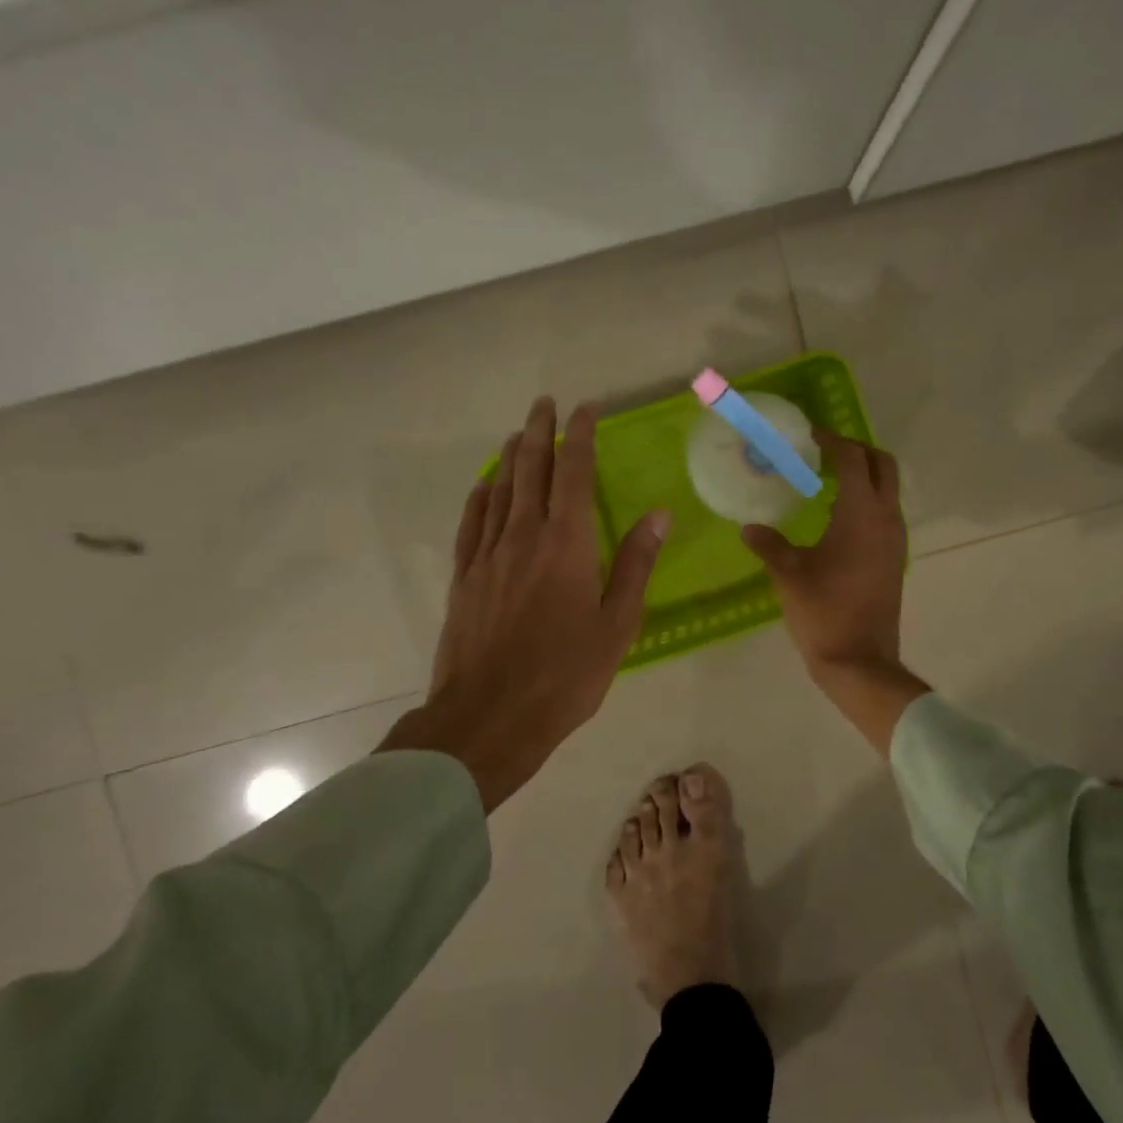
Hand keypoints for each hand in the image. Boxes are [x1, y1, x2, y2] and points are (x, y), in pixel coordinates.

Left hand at [382, 397, 668, 810]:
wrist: (489, 717)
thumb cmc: (565, 675)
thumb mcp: (617, 625)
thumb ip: (635, 565)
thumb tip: (658, 514)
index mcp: (567, 543)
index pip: (574, 473)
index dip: (580, 436)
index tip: (585, 409)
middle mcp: (525, 536)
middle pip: (531, 470)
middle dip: (540, 432)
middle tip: (544, 404)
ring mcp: (488, 555)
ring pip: (500, 490)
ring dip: (511, 457)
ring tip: (519, 433)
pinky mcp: (464, 577)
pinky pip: (472, 523)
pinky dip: (481, 496)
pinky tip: (485, 486)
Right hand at [741, 432, 928, 754]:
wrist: (860, 660)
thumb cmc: (823, 611)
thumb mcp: (788, 574)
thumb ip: (768, 544)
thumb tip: (749, 527)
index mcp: (861, 514)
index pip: (853, 459)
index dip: (833, 441)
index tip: (810, 436)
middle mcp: (886, 519)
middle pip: (883, 465)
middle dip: (857, 451)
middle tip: (824, 453)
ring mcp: (895, 539)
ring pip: (888, 490)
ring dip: (864, 476)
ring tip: (826, 481)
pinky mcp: (894, 558)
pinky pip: (885, 513)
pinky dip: (867, 501)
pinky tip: (837, 518)